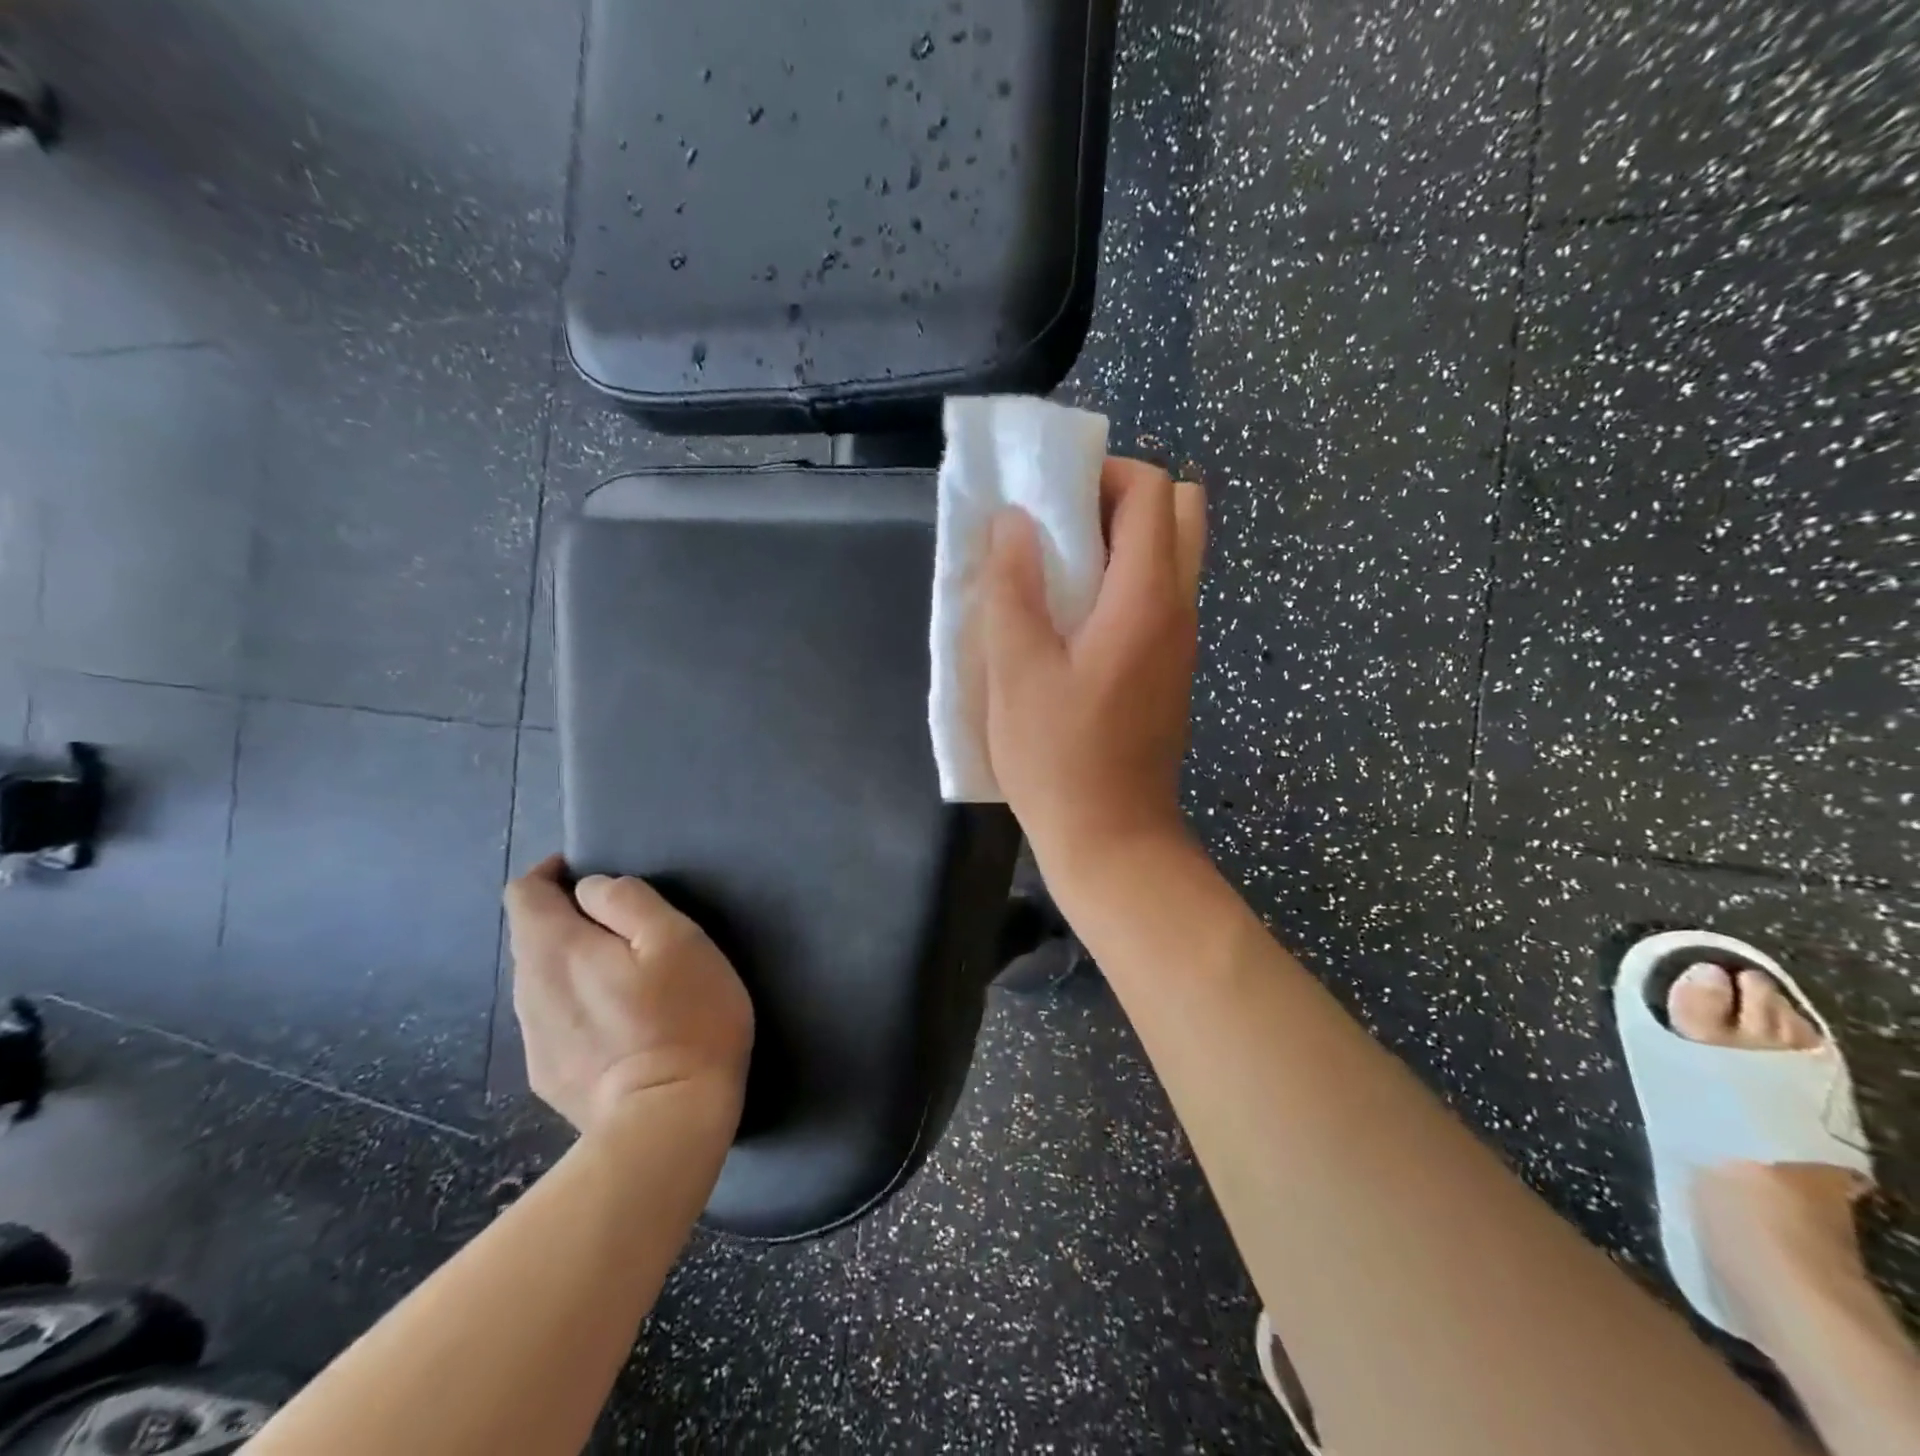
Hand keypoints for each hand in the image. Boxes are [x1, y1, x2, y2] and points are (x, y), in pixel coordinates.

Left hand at [504, 856, 753, 1133]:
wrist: (666, 1124)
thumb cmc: (684, 1018)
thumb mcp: (675, 939)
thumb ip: (628, 902)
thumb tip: (593, 890)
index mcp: (555, 950)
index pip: (523, 893)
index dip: (552, 875)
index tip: (591, 879)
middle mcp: (529, 990)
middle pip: (532, 936)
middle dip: (569, 920)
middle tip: (627, 930)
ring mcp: (534, 1038)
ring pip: (542, 979)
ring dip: (574, 964)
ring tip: (626, 976)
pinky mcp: (548, 1075)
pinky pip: (554, 1018)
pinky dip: (578, 1004)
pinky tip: (620, 1025)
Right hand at [979, 456, 1206, 886]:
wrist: (1112, 839)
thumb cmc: (1058, 758)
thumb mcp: (1016, 670)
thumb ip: (1013, 586)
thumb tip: (1014, 520)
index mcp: (1146, 598)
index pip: (1151, 491)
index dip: (1101, 475)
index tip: (1048, 498)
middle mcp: (1179, 608)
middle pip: (1177, 512)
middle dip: (1119, 500)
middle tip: (1060, 531)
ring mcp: (1181, 640)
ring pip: (1171, 555)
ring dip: (1119, 543)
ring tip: (1058, 575)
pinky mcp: (1170, 668)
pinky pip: (1159, 596)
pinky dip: (1123, 582)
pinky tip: (1072, 622)